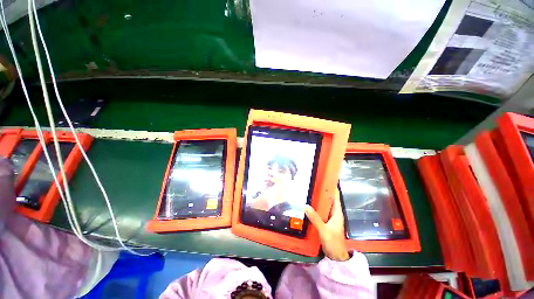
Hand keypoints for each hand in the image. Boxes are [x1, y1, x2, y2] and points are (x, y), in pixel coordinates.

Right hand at [304, 189, 349, 260]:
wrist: (336, 256)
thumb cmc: (333, 242)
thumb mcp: (324, 230)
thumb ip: (315, 218)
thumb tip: (305, 205)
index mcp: (337, 212)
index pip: (335, 196)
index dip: (332, 188)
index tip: (324, 179)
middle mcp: (334, 213)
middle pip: (328, 199)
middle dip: (322, 192)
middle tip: (312, 184)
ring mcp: (329, 218)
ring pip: (324, 205)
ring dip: (318, 199)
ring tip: (308, 192)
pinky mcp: (325, 222)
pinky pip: (320, 211)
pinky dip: (315, 207)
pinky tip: (308, 205)